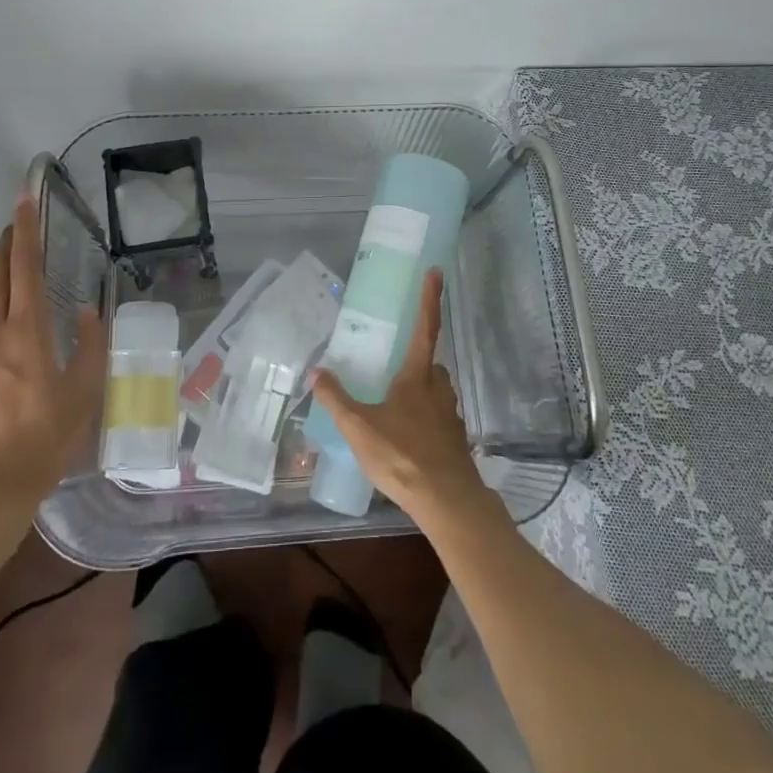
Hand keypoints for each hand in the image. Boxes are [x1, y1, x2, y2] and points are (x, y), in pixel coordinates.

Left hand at [0, 194, 106, 511]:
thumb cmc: (41, 444)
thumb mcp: (84, 397)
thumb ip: (92, 346)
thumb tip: (90, 310)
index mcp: (27, 331)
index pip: (25, 265)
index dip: (25, 228)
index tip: (24, 199)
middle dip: (6, 243)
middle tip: (18, 231)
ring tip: (2, 268)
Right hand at [311, 268, 497, 527]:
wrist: (447, 501)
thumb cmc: (402, 455)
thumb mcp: (359, 427)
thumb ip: (336, 399)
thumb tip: (317, 372)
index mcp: (418, 376)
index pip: (426, 327)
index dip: (430, 298)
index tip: (437, 271)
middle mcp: (439, 388)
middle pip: (430, 365)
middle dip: (415, 364)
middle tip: (394, 371)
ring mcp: (450, 416)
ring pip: (435, 393)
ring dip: (419, 395)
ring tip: (394, 411)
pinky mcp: (455, 441)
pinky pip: (437, 421)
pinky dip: (424, 424)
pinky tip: (407, 442)